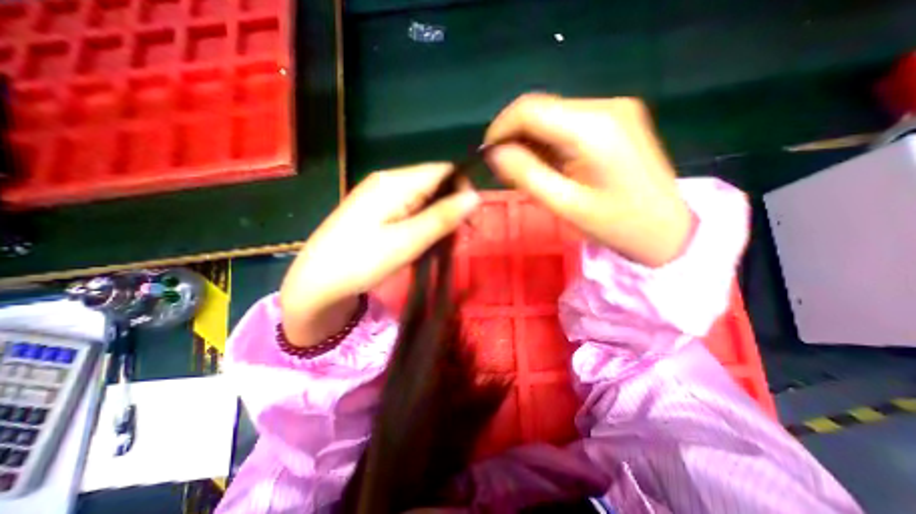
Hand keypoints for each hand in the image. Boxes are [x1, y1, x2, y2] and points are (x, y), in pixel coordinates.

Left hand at [279, 165, 479, 349]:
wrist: (316, 283)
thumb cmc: (360, 262)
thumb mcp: (406, 242)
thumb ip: (442, 217)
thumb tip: (475, 196)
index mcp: (394, 182)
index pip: (443, 171)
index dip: (464, 190)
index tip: (473, 220)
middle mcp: (388, 181)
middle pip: (435, 183)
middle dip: (453, 207)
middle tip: (461, 237)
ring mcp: (381, 195)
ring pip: (425, 198)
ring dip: (440, 217)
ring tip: (445, 242)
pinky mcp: (377, 210)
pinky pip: (411, 208)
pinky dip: (425, 222)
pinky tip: (426, 239)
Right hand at [486, 93, 694, 266]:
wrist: (667, 228)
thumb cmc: (617, 224)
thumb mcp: (565, 205)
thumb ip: (526, 175)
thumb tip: (494, 154)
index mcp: (593, 128)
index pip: (529, 109)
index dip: (500, 129)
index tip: (487, 156)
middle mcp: (604, 106)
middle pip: (539, 108)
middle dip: (514, 136)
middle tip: (505, 170)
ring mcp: (613, 109)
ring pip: (551, 115)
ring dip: (530, 141)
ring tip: (527, 172)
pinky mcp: (615, 119)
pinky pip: (567, 122)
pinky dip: (548, 141)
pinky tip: (549, 165)